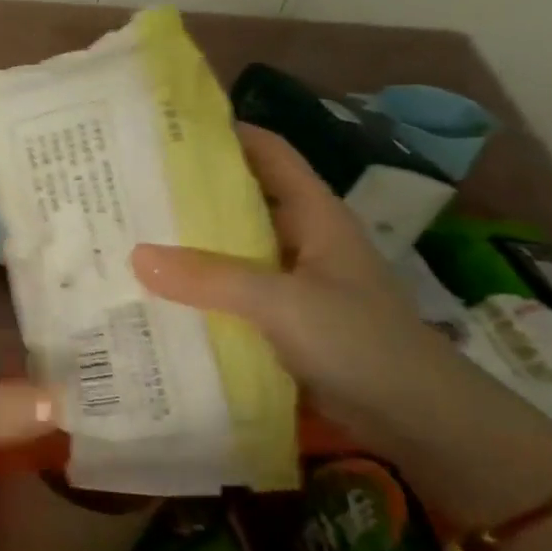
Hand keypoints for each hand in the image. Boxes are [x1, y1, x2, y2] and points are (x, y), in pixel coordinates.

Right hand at [130, 124, 461, 440]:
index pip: (269, 153)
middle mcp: (303, 239)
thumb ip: (212, 278)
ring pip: (235, 249)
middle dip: (194, 192)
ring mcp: (294, 281)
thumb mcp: (283, 303)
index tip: (169, 131)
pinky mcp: (285, 320)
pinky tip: (162, 294)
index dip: (227, 134)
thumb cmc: (360, 342)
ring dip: (193, 246)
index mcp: (315, 215)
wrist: (417, 419)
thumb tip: (136, 254)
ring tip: (134, 236)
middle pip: (244, 200)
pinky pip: (234, 293)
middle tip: (134, 187)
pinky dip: (202, 290)